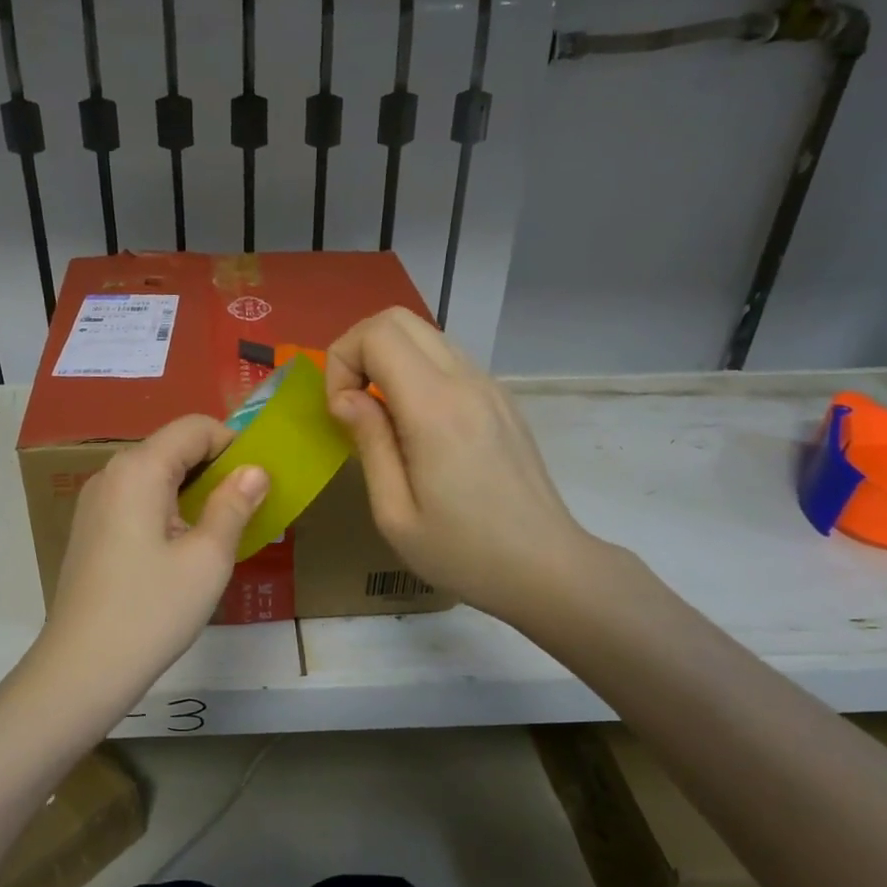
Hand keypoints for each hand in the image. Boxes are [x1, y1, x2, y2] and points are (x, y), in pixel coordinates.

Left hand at [40, 415, 269, 698]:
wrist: (82, 668)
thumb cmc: (152, 610)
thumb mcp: (208, 558)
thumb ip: (234, 505)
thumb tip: (254, 471)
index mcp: (138, 469)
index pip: (194, 428)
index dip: (233, 443)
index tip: (260, 480)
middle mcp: (111, 474)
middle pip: (172, 448)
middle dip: (215, 468)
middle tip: (247, 509)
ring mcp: (94, 502)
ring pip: (154, 476)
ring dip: (193, 491)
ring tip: (220, 532)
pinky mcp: (90, 530)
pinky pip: (136, 501)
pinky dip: (167, 509)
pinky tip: (182, 550)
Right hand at [325, 309, 601, 627]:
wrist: (546, 568)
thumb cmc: (463, 552)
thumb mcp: (394, 513)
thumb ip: (369, 442)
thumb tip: (347, 398)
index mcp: (435, 408)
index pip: (377, 334)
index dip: (341, 361)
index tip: (340, 412)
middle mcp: (466, 381)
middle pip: (400, 318)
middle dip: (359, 349)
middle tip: (350, 402)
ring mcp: (490, 386)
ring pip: (426, 334)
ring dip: (388, 359)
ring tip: (379, 416)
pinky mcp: (501, 399)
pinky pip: (448, 360)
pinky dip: (416, 372)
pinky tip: (415, 427)